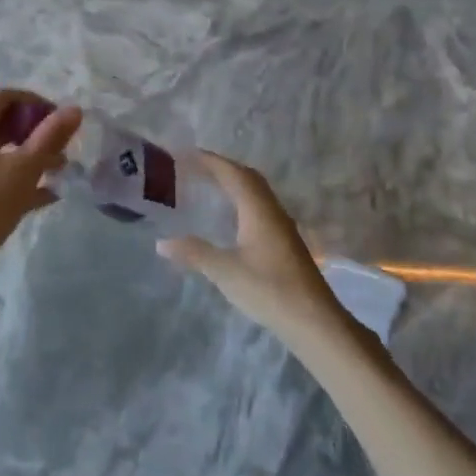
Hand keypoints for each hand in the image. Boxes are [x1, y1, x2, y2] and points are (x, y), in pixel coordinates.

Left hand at [0, 89, 81, 276]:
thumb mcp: (24, 169)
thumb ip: (50, 137)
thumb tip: (74, 109)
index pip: (3, 97)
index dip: (33, 101)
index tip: (57, 118)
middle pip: (2, 123)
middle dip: (35, 131)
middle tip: (61, 146)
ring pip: (1, 151)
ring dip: (31, 156)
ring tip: (60, 171)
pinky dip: (19, 178)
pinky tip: (47, 196)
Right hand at [157, 152, 351, 346]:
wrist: (315, 322)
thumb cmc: (269, 290)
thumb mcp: (225, 272)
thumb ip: (194, 253)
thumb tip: (161, 243)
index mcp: (258, 210)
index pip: (233, 173)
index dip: (210, 161)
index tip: (185, 154)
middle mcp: (272, 211)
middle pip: (247, 177)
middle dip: (221, 167)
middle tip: (194, 167)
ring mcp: (282, 226)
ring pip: (256, 193)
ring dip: (233, 183)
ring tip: (208, 186)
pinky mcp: (285, 242)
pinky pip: (260, 207)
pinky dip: (241, 200)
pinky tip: (230, 218)